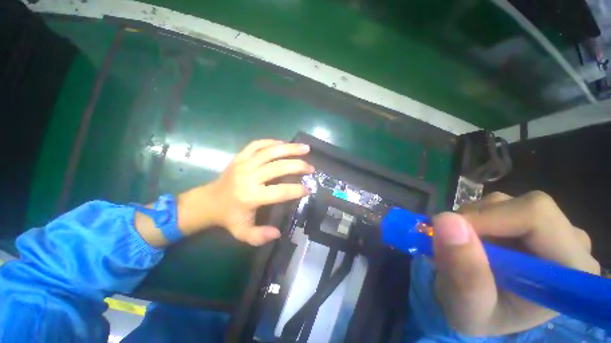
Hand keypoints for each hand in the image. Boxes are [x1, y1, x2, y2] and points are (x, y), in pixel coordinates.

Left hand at [177, 140, 312, 245]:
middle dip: (298, 166)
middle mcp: (248, 177)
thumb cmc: (228, 217)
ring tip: (305, 148)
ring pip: (270, 152)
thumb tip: (278, 233)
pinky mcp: (239, 157)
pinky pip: (257, 144)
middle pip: (278, 167)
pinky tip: (283, 143)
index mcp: (250, 196)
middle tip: (311, 168)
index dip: (296, 190)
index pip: (280, 191)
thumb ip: (259, 236)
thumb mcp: (242, 233)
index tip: (308, 189)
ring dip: (290, 148)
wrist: (208, 201)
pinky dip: (271, 142)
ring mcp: (243, 164)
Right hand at [432, 191, 599, 335]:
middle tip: (452, 243)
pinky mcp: (530, 221)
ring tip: (461, 247)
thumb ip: (465, 274)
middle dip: (477, 221)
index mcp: (571, 270)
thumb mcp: (467, 309)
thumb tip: (446, 221)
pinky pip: (496, 205)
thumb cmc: (479, 317)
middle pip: (524, 206)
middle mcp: (572, 242)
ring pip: (505, 202)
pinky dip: (473, 218)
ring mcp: (553, 228)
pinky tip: (470, 241)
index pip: (537, 218)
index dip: (488, 218)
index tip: (450, 232)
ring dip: (471, 220)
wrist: (480, 309)